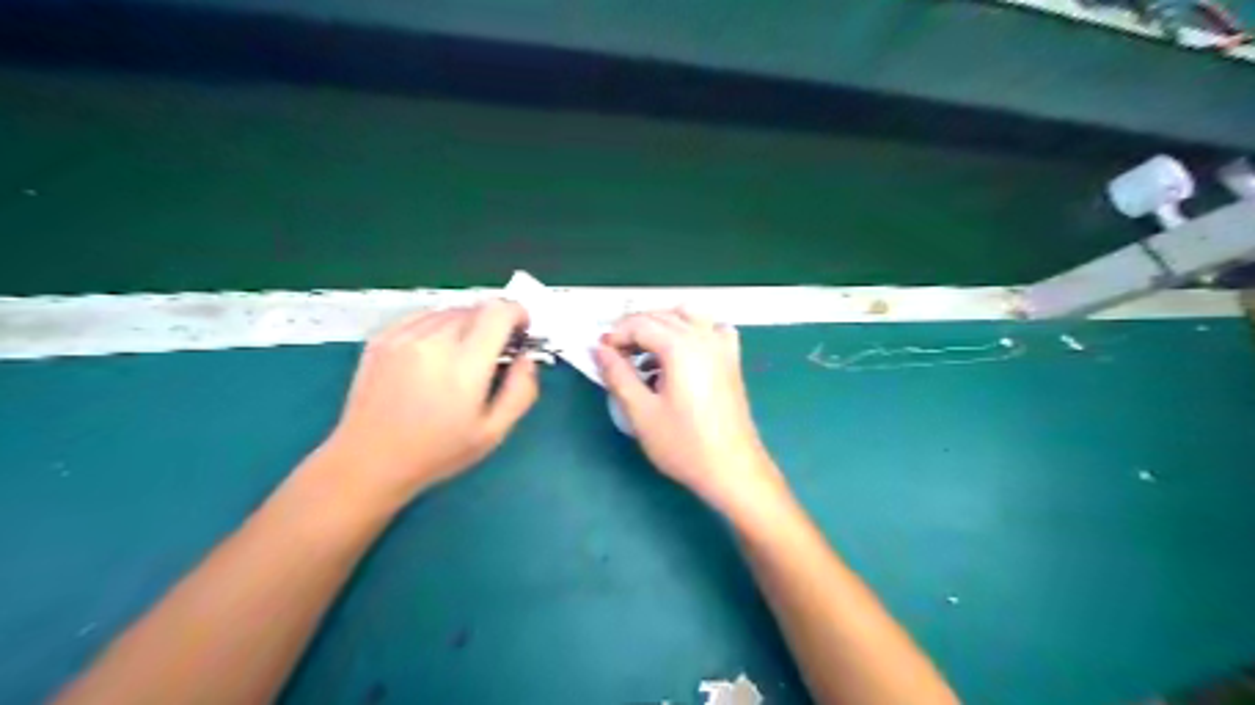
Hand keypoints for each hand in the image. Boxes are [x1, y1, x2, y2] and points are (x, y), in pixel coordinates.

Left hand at [317, 301, 536, 503]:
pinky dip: (438, 326)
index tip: (521, 332)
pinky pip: (423, 316)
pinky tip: (434, 353)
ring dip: (466, 324)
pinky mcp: (382, 338)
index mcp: (465, 365)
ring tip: (462, 355)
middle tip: (494, 352)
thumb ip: (521, 391)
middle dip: (494, 323)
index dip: (518, 314)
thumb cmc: (437, 452)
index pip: (499, 312)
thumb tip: (527, 358)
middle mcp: (434, 341)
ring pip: (450, 310)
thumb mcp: (494, 432)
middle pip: (477, 308)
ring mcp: (404, 336)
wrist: (369, 460)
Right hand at [594, 312, 782, 513]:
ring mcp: (722, 347)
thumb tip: (598, 349)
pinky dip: (692, 330)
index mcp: (681, 347)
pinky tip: (681, 354)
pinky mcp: (732, 360)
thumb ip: (618, 375)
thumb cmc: (684, 444)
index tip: (600, 354)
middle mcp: (704, 337)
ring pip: (687, 316)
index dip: (616, 334)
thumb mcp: (641, 412)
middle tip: (615, 355)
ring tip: (644, 354)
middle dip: (634, 328)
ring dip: (661, 325)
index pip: (640, 324)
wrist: (731, 468)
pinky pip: (711, 329)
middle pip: (662, 316)